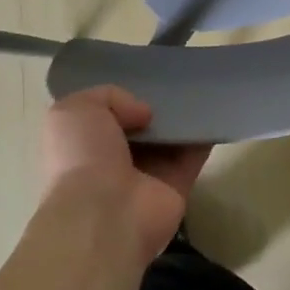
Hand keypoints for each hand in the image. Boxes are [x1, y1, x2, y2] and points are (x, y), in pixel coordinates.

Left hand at [40, 87, 209, 265]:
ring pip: (169, 139)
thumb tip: (144, 114)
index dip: (122, 97)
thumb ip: (109, 96)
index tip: (143, 75)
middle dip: (156, 103)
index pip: (104, 116)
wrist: (104, 214)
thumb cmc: (82, 157)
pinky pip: (194, 154)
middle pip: (141, 126)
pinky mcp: (177, 186)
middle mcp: (114, 161)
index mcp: (84, 145)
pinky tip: (214, 108)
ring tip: (199, 85)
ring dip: (183, 117)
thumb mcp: (76, 110)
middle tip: (176, 77)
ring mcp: (148, 176)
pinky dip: (205, 134)